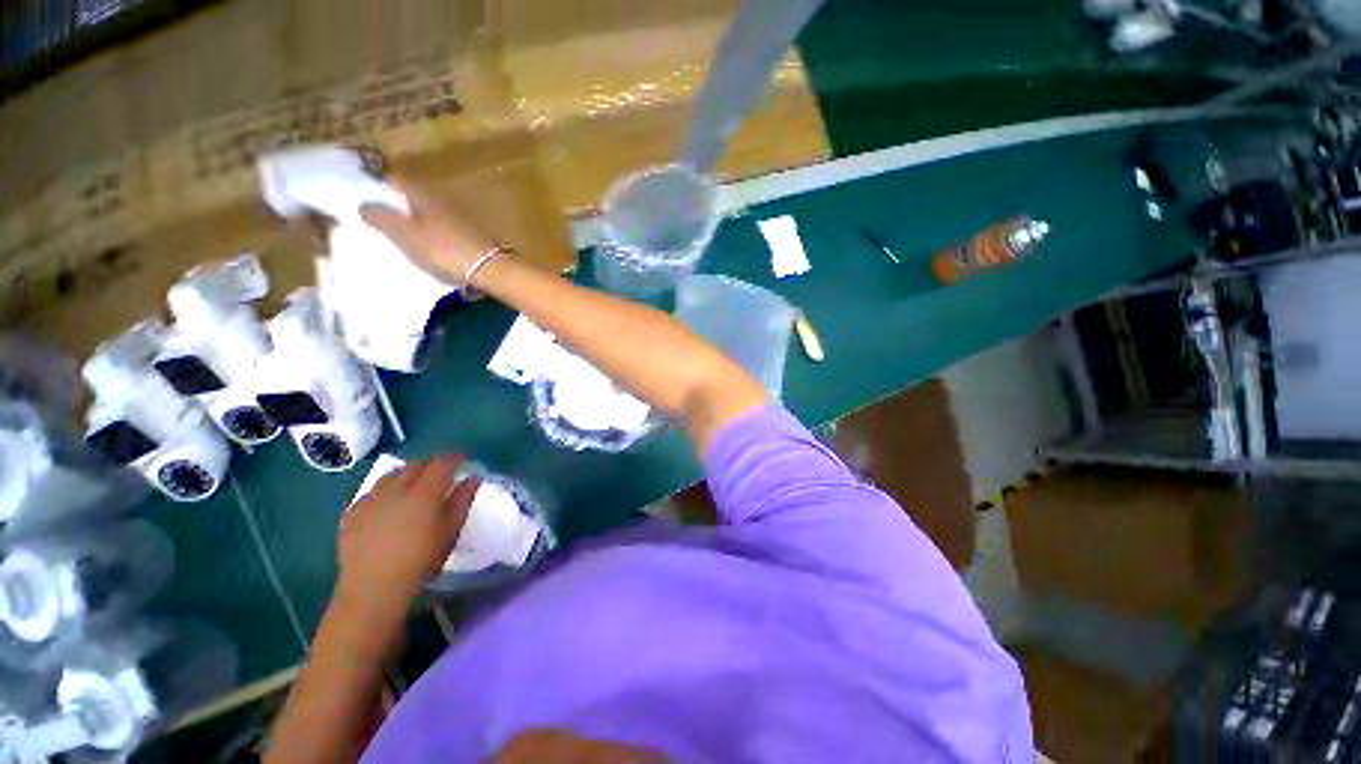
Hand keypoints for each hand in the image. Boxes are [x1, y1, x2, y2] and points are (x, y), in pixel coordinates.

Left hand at [336, 455, 478, 619]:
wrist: (374, 589)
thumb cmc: (421, 560)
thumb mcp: (451, 530)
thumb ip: (463, 499)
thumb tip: (473, 477)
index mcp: (424, 492)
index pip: (442, 463)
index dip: (455, 458)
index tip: (465, 461)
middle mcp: (396, 489)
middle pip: (416, 464)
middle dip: (432, 464)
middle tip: (443, 475)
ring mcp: (370, 499)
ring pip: (392, 475)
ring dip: (408, 475)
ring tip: (416, 488)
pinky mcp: (353, 512)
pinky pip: (374, 491)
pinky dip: (387, 490)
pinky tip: (391, 506)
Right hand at [360, 179, 497, 285]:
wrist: (492, 268)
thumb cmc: (446, 250)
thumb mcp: (409, 236)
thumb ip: (384, 219)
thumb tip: (363, 203)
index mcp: (425, 194)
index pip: (397, 179)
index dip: (379, 181)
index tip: (363, 187)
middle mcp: (444, 199)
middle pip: (414, 194)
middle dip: (397, 200)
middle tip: (379, 211)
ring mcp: (461, 216)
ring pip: (431, 210)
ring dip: (416, 216)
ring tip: (401, 229)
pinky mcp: (473, 233)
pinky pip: (444, 225)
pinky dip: (433, 229)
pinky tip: (429, 242)